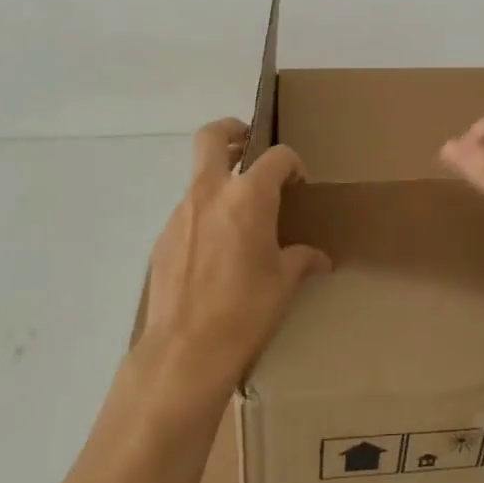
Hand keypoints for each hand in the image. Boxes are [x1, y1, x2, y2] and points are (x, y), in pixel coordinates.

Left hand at [140, 119, 330, 397]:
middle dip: (233, 131)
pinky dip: (205, 215)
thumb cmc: (246, 311)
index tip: (299, 185)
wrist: (185, 351)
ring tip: (239, 214)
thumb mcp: (284, 282)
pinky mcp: (163, 238)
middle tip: (249, 146)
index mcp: (248, 197)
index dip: (293, 164)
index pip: (277, 157)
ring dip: (220, 180)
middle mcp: (210, 194)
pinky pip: (188, 212)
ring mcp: (181, 213)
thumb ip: (301, 259)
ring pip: (199, 176)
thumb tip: (320, 260)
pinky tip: (217, 250)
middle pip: (212, 136)